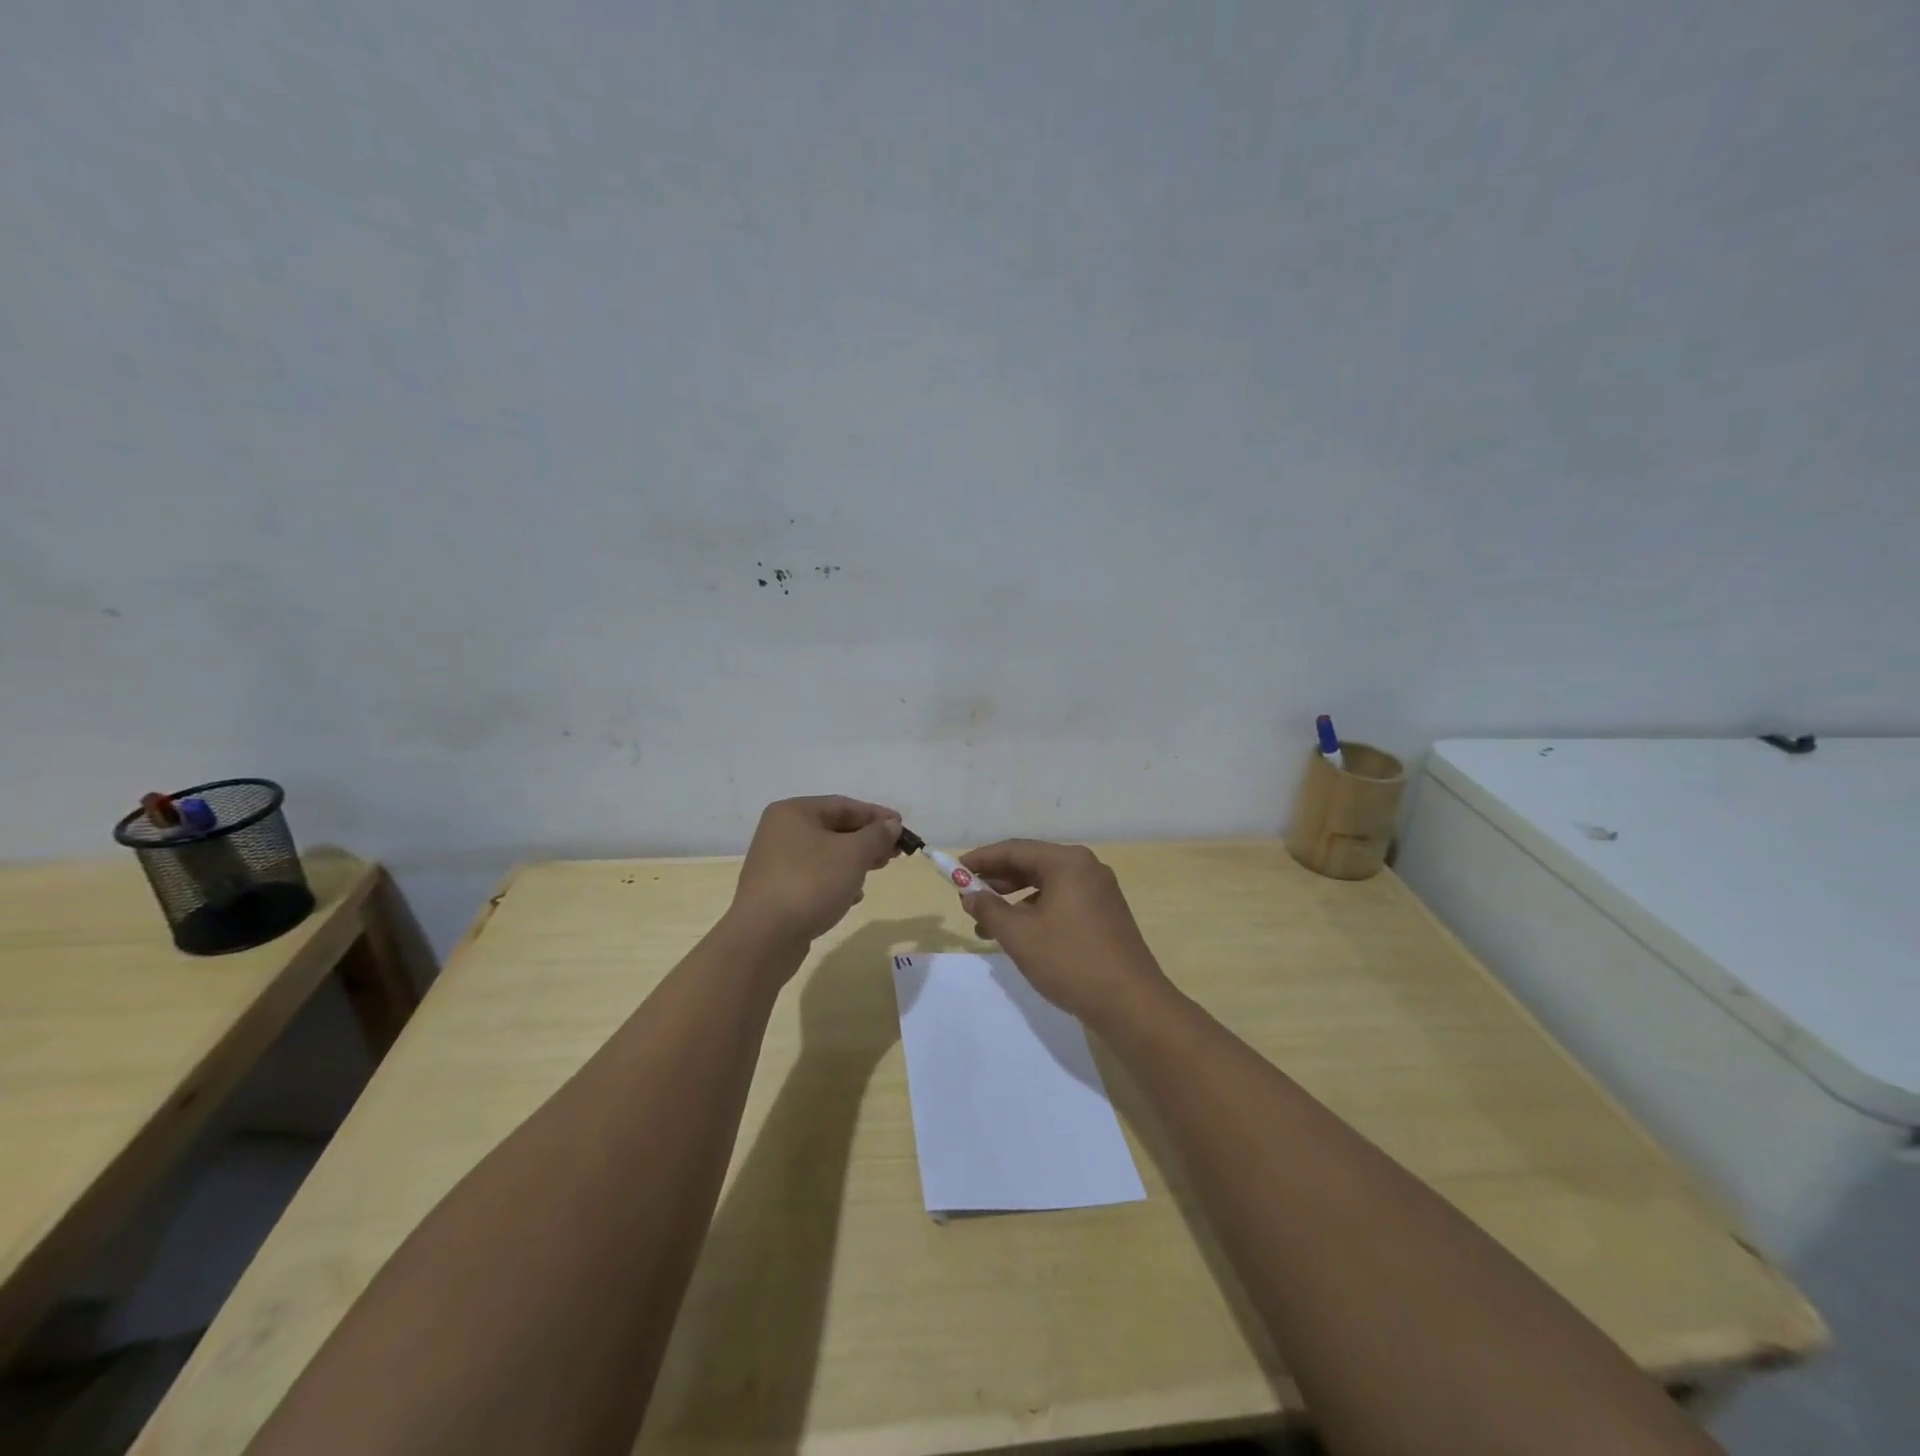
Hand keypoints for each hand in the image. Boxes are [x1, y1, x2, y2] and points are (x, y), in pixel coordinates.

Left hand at [731, 796, 903, 947]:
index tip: (903, 828)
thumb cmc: (811, 883)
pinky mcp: (777, 890)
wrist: (764, 938)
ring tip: (877, 871)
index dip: (877, 815)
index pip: (844, 805)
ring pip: (826, 854)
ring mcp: (776, 862)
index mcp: (794, 812)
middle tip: (894, 853)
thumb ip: (876, 835)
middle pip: (834, 829)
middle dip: (867, 840)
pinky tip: (852, 896)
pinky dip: (836, 881)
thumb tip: (891, 825)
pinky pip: (814, 877)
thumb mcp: (853, 854)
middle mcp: (781, 831)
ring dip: (854, 861)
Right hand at [957, 839, 1173, 1029]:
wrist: (1131, 1003)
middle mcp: (1086, 867)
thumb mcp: (1020, 935)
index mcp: (1067, 862)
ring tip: (986, 923)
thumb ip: (989, 908)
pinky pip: (1062, 900)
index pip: (1014, 850)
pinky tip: (1020, 934)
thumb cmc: (1070, 961)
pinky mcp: (1105, 914)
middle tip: (967, 897)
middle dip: (996, 880)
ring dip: (1014, 900)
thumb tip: (969, 893)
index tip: (954, 872)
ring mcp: (1099, 891)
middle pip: (1031, 864)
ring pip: (1046, 885)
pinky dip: (1036, 911)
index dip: (980, 860)